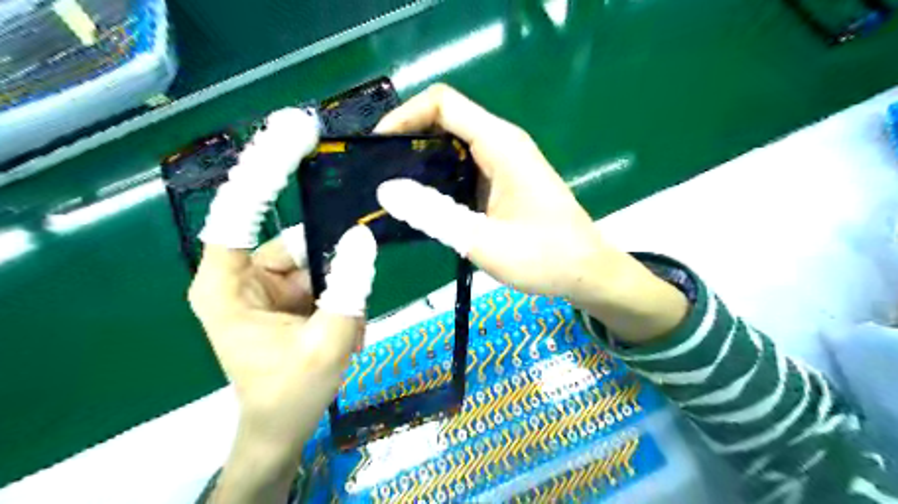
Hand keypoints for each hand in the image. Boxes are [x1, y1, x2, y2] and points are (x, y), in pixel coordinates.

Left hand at [187, 109, 375, 501]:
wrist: (282, 427)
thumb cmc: (292, 392)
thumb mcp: (329, 342)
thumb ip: (349, 288)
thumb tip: (363, 234)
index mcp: (227, 285)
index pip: (240, 212)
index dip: (265, 169)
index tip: (296, 132)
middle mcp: (242, 274)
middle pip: (291, 236)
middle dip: (330, 254)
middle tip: (357, 255)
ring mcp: (268, 282)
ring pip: (314, 257)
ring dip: (340, 283)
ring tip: (349, 325)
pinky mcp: (288, 291)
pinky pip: (321, 273)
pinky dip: (341, 291)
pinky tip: (347, 325)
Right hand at [375, 84, 687, 342]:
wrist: (586, 271)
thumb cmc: (543, 257)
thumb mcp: (483, 241)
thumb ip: (433, 214)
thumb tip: (386, 190)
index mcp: (500, 144)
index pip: (442, 103)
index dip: (405, 115)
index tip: (378, 146)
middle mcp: (502, 143)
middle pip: (445, 119)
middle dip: (408, 138)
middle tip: (379, 172)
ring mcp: (504, 161)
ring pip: (453, 143)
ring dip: (422, 159)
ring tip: (393, 188)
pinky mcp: (504, 180)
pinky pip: (464, 165)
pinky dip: (439, 176)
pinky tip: (424, 202)